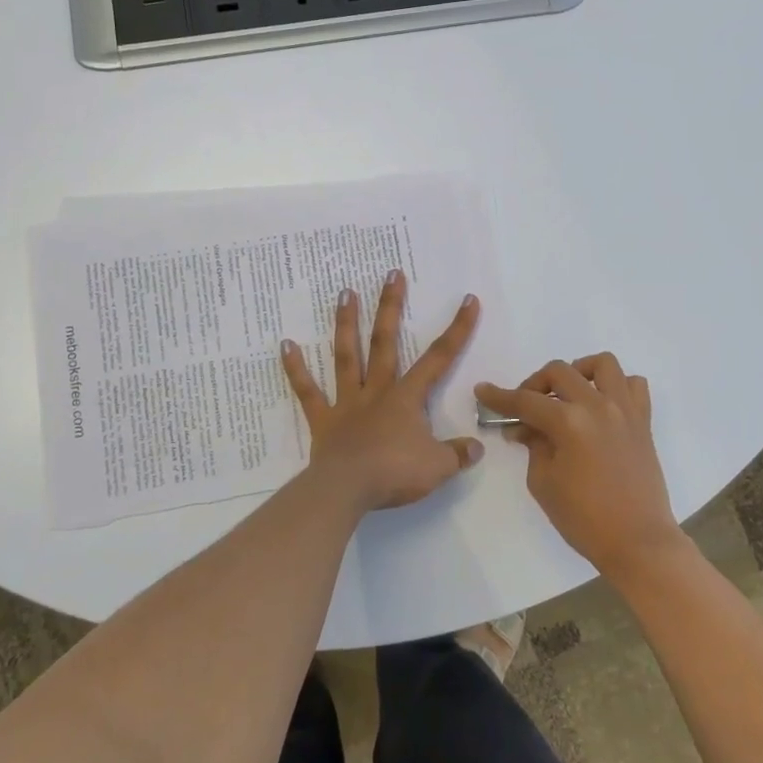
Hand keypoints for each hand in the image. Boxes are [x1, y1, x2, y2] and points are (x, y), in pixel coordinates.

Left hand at [281, 271, 482, 511]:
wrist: (347, 490)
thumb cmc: (395, 473)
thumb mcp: (438, 467)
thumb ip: (458, 454)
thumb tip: (476, 447)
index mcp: (407, 398)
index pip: (439, 358)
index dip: (457, 329)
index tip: (468, 300)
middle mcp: (377, 391)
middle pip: (385, 342)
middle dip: (391, 307)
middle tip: (391, 273)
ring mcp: (347, 402)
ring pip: (347, 355)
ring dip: (346, 323)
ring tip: (345, 292)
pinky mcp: (323, 420)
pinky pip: (308, 391)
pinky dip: (296, 368)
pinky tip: (286, 344)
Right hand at [475, 354, 684, 581]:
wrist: (638, 543)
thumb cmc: (585, 519)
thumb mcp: (544, 483)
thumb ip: (534, 446)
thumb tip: (526, 428)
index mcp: (569, 422)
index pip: (526, 401)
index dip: (500, 397)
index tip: (483, 391)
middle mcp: (598, 406)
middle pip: (559, 372)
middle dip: (535, 384)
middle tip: (525, 407)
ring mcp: (625, 410)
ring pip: (602, 364)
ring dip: (578, 372)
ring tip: (568, 394)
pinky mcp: (643, 422)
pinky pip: (634, 385)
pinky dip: (616, 386)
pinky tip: (602, 405)